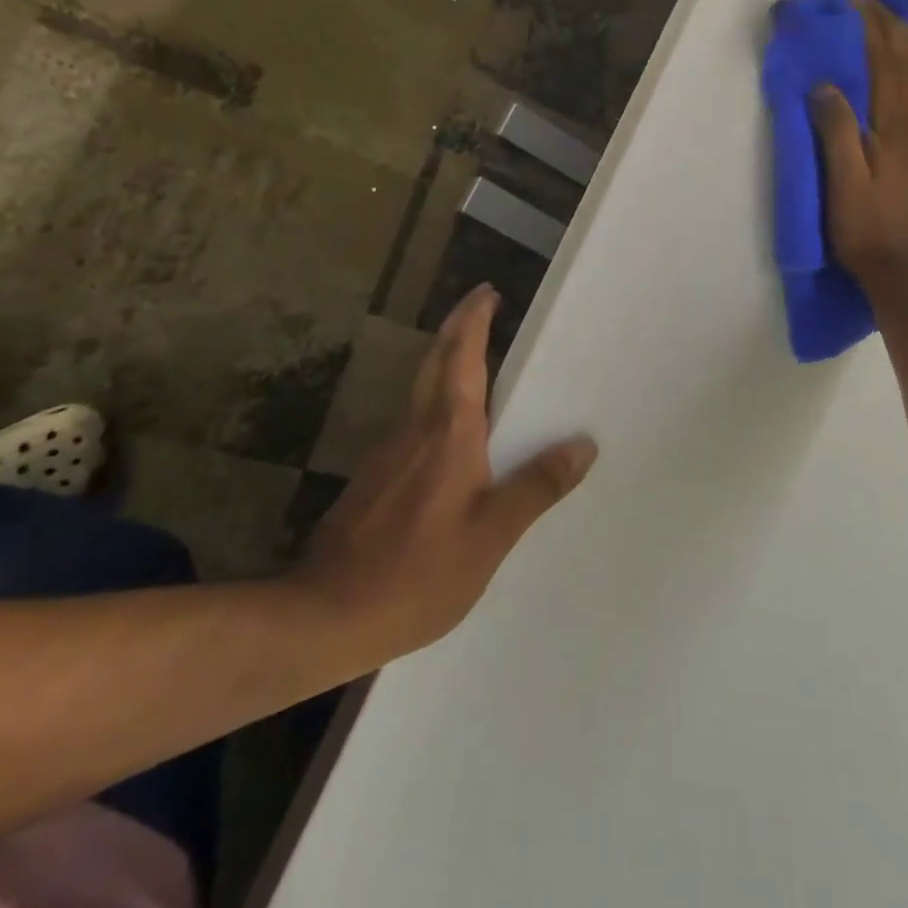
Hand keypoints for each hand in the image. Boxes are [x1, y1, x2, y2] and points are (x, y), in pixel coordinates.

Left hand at [288, 285, 596, 665]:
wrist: (324, 616)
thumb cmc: (416, 574)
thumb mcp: (490, 537)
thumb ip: (536, 487)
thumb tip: (583, 445)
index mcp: (449, 433)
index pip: (462, 357)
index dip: (474, 320)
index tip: (489, 292)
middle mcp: (415, 430)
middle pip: (436, 362)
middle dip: (458, 327)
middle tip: (484, 307)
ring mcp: (389, 453)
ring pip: (422, 391)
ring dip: (447, 364)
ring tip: (480, 365)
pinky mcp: (376, 478)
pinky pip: (415, 424)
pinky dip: (438, 405)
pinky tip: (454, 436)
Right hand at [810, 0, 907, 290]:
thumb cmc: (866, 230)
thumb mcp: (841, 183)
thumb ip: (835, 132)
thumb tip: (826, 86)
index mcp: (894, 128)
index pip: (885, 64)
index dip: (872, 29)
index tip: (855, 2)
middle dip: (892, 30)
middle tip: (873, 5)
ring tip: (898, 28)